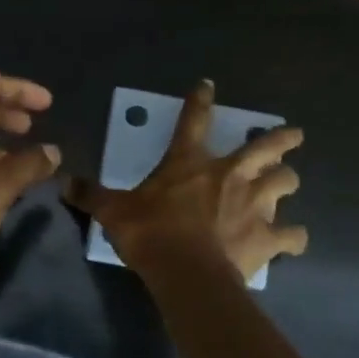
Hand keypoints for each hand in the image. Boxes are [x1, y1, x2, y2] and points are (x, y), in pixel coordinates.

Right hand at [67, 79, 307, 280]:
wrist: (186, 272)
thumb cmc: (150, 234)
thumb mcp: (114, 212)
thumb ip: (92, 195)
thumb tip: (64, 181)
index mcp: (191, 164)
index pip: (193, 121)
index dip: (200, 101)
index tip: (208, 85)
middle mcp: (231, 176)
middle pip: (266, 147)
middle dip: (282, 139)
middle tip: (294, 135)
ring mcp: (255, 204)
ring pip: (286, 183)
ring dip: (288, 182)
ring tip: (288, 183)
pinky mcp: (267, 237)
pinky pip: (292, 236)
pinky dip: (294, 239)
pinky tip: (293, 242)